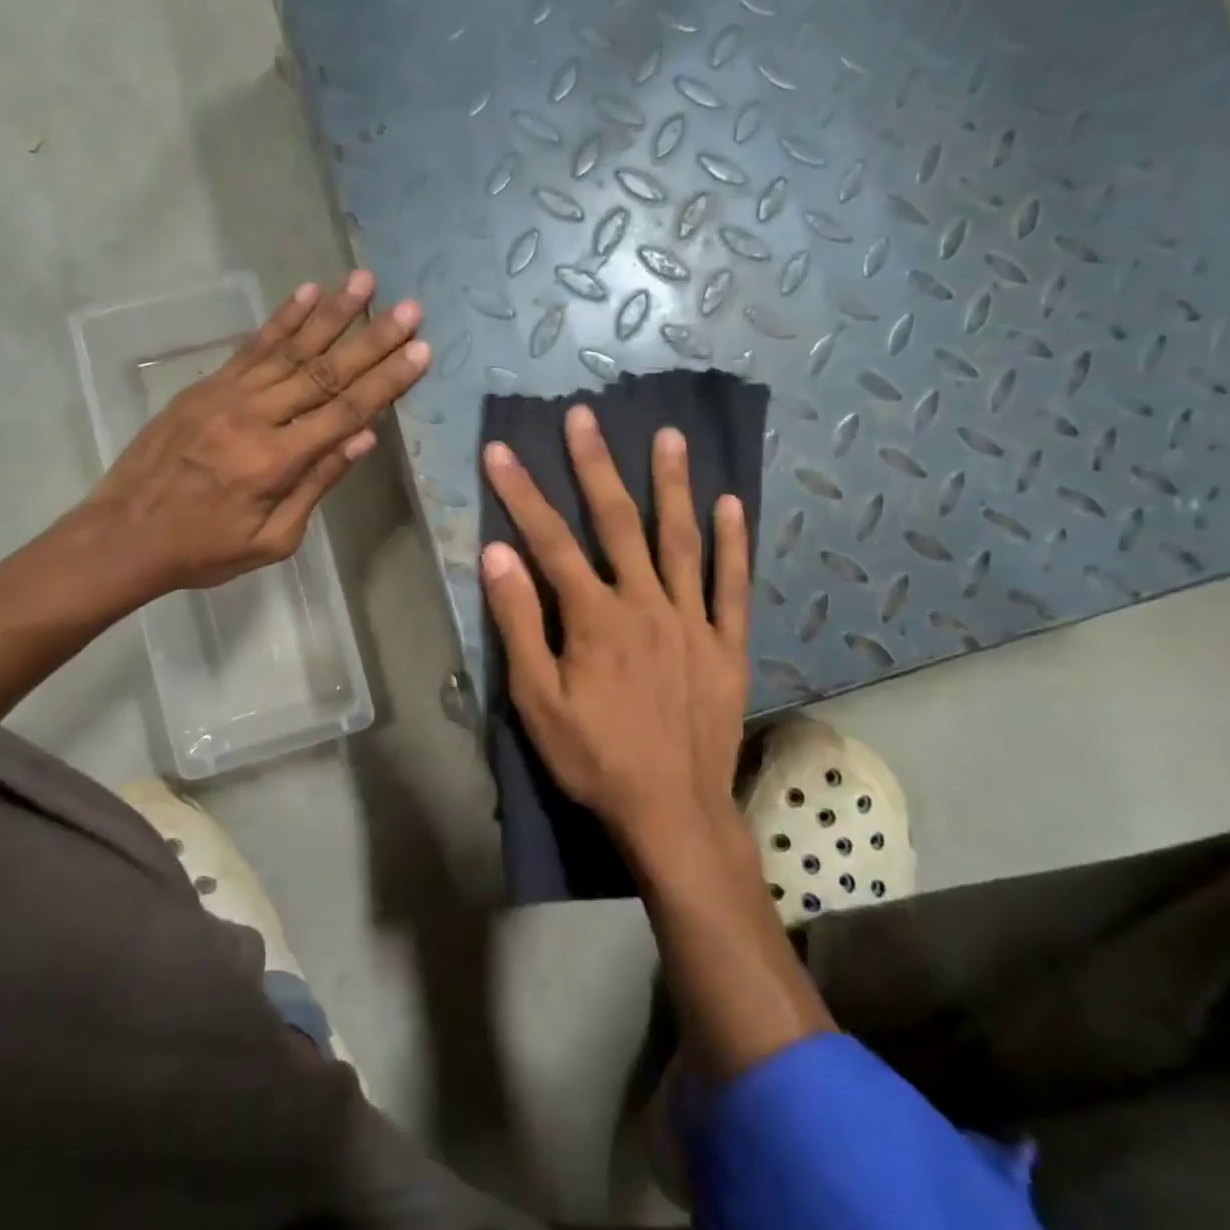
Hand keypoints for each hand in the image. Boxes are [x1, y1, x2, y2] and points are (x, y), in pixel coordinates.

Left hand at [80, 269, 428, 595]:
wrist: (122, 536)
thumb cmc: (203, 550)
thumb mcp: (271, 540)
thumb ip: (316, 485)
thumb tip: (363, 439)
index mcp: (276, 461)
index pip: (345, 411)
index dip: (387, 381)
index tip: (420, 351)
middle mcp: (256, 417)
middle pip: (325, 371)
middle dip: (372, 338)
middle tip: (409, 307)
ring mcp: (227, 395)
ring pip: (290, 348)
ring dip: (332, 313)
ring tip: (364, 281)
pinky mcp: (206, 386)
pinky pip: (251, 347)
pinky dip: (281, 319)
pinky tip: (306, 292)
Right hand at [480, 405, 750, 848]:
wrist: (671, 812)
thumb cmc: (593, 757)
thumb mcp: (536, 699)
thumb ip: (519, 623)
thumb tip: (497, 554)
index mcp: (595, 617)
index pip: (550, 541)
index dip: (522, 494)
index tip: (500, 452)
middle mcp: (646, 604)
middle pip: (617, 523)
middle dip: (595, 466)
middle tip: (584, 417)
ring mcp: (692, 620)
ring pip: (681, 540)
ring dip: (672, 485)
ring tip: (669, 437)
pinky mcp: (726, 644)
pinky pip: (732, 585)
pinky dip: (733, 543)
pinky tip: (732, 504)